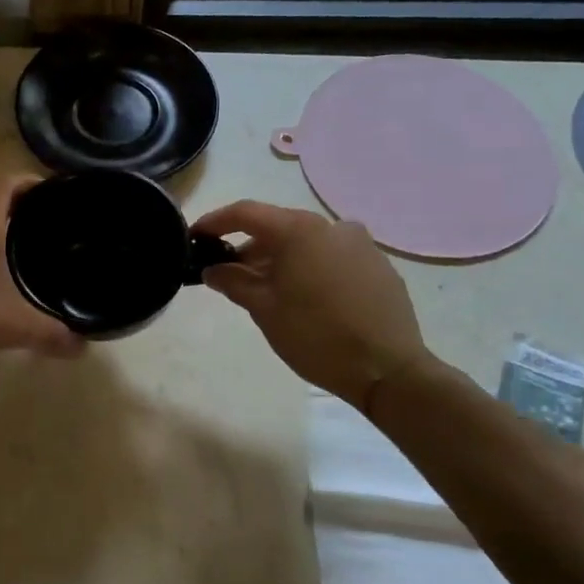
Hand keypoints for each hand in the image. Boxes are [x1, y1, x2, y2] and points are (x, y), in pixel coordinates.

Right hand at [193, 200, 432, 411]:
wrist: (389, 371)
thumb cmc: (316, 336)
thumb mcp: (264, 310)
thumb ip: (233, 282)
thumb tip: (212, 269)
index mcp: (299, 231)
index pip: (246, 213)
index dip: (215, 222)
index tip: (194, 237)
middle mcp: (331, 227)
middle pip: (278, 227)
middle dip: (248, 247)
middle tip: (226, 273)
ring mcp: (360, 245)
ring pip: (306, 243)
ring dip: (279, 259)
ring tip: (264, 290)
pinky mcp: (378, 266)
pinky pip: (331, 257)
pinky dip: (309, 268)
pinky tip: (303, 297)